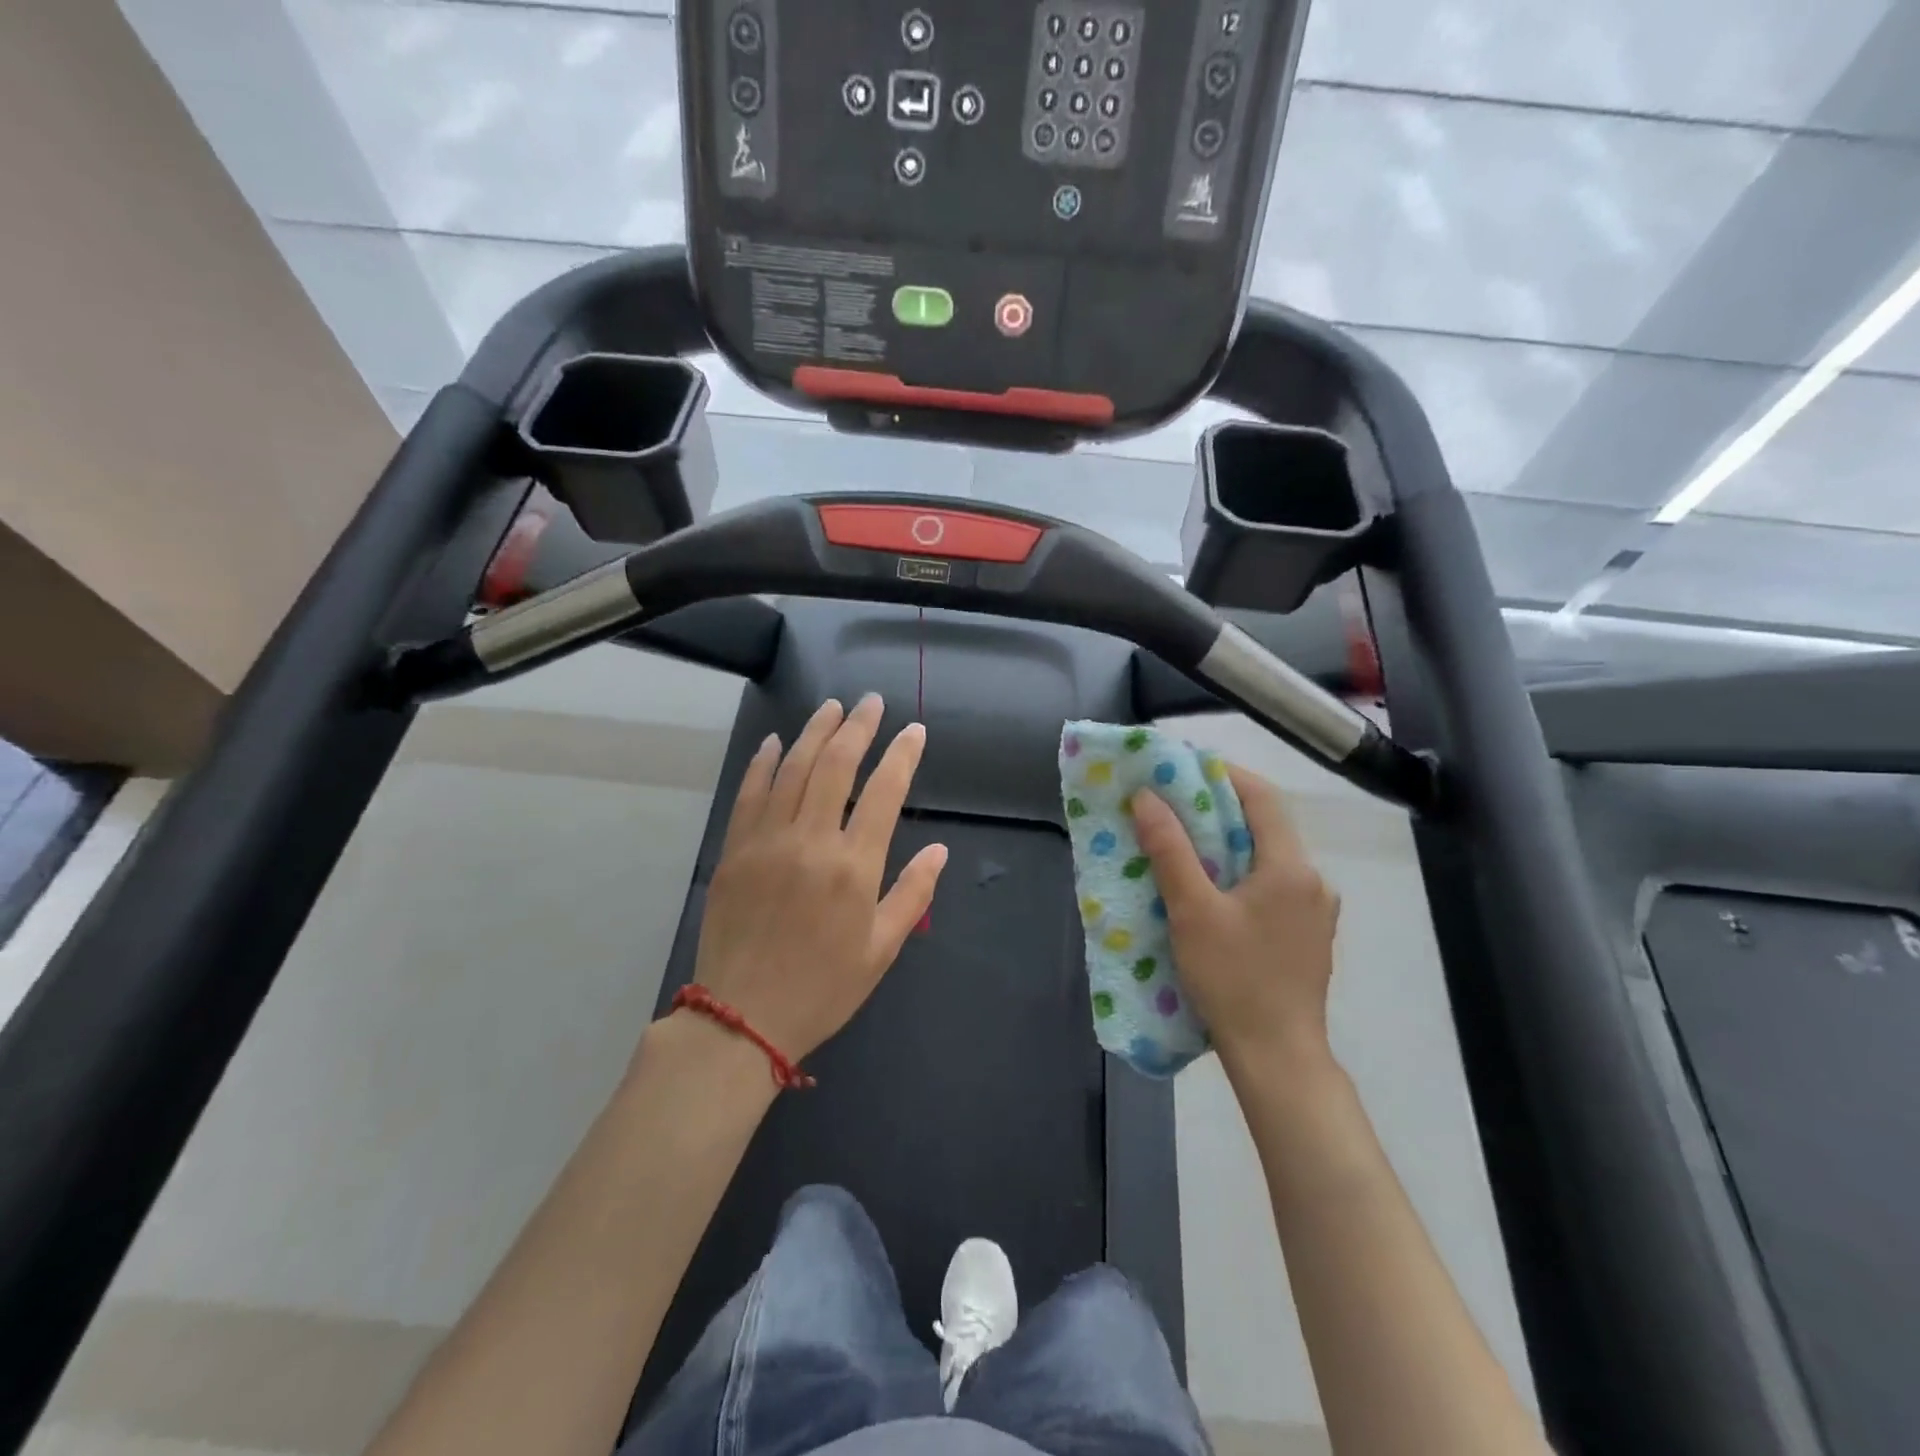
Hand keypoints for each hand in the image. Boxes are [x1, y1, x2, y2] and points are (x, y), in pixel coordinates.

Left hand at [689, 694, 947, 1064]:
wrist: (742, 1017)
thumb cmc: (822, 988)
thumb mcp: (881, 950)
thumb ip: (912, 894)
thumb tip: (940, 850)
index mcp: (854, 867)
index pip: (884, 792)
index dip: (901, 755)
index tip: (913, 731)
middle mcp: (811, 841)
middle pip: (836, 766)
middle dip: (858, 727)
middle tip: (871, 701)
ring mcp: (767, 841)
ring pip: (792, 769)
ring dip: (814, 732)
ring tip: (832, 707)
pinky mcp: (735, 850)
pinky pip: (750, 794)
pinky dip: (763, 763)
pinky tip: (774, 743)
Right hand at [1130, 763, 1339, 1077]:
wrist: (1278, 1057)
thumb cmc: (1234, 979)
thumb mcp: (1192, 911)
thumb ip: (1170, 850)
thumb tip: (1147, 798)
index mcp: (1291, 867)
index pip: (1262, 797)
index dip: (1223, 773)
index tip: (1182, 767)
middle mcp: (1313, 881)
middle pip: (1266, 825)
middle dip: (1218, 808)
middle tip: (1172, 803)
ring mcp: (1315, 911)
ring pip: (1268, 857)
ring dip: (1228, 842)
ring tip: (1184, 843)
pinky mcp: (1307, 935)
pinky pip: (1272, 885)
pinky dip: (1240, 872)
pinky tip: (1211, 889)